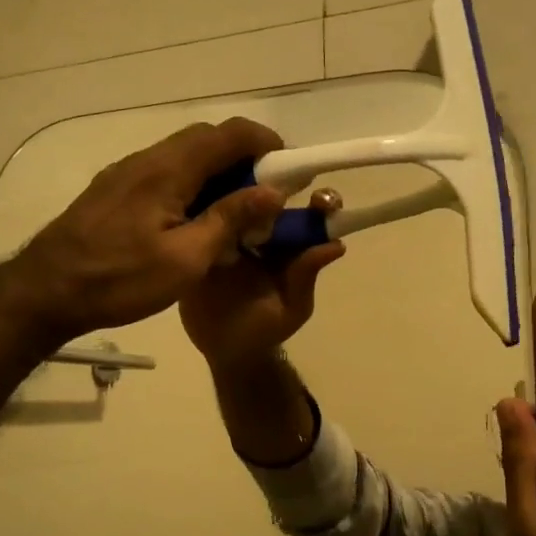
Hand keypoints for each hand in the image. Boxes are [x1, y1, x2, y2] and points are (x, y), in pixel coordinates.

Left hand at [13, 119, 286, 346]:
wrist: (45, 292)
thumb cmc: (119, 279)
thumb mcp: (185, 259)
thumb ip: (229, 219)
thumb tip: (272, 191)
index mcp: (168, 169)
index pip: (229, 133)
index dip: (266, 143)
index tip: (290, 170)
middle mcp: (147, 159)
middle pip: (207, 141)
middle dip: (244, 160)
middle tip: (265, 198)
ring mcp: (126, 174)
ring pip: (184, 158)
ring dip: (217, 176)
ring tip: (235, 215)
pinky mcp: (114, 191)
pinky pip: (164, 176)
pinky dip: (192, 188)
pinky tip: (195, 223)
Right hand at [180, 193, 345, 370]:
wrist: (223, 349)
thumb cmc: (264, 329)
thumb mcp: (292, 307)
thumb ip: (306, 277)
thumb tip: (335, 244)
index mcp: (288, 244)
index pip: (306, 215)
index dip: (316, 203)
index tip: (319, 199)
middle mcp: (260, 231)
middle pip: (268, 199)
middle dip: (270, 186)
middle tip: (268, 188)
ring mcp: (228, 233)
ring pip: (234, 203)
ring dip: (232, 192)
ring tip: (231, 188)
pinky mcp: (199, 241)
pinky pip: (202, 221)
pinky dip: (202, 209)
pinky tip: (200, 197)